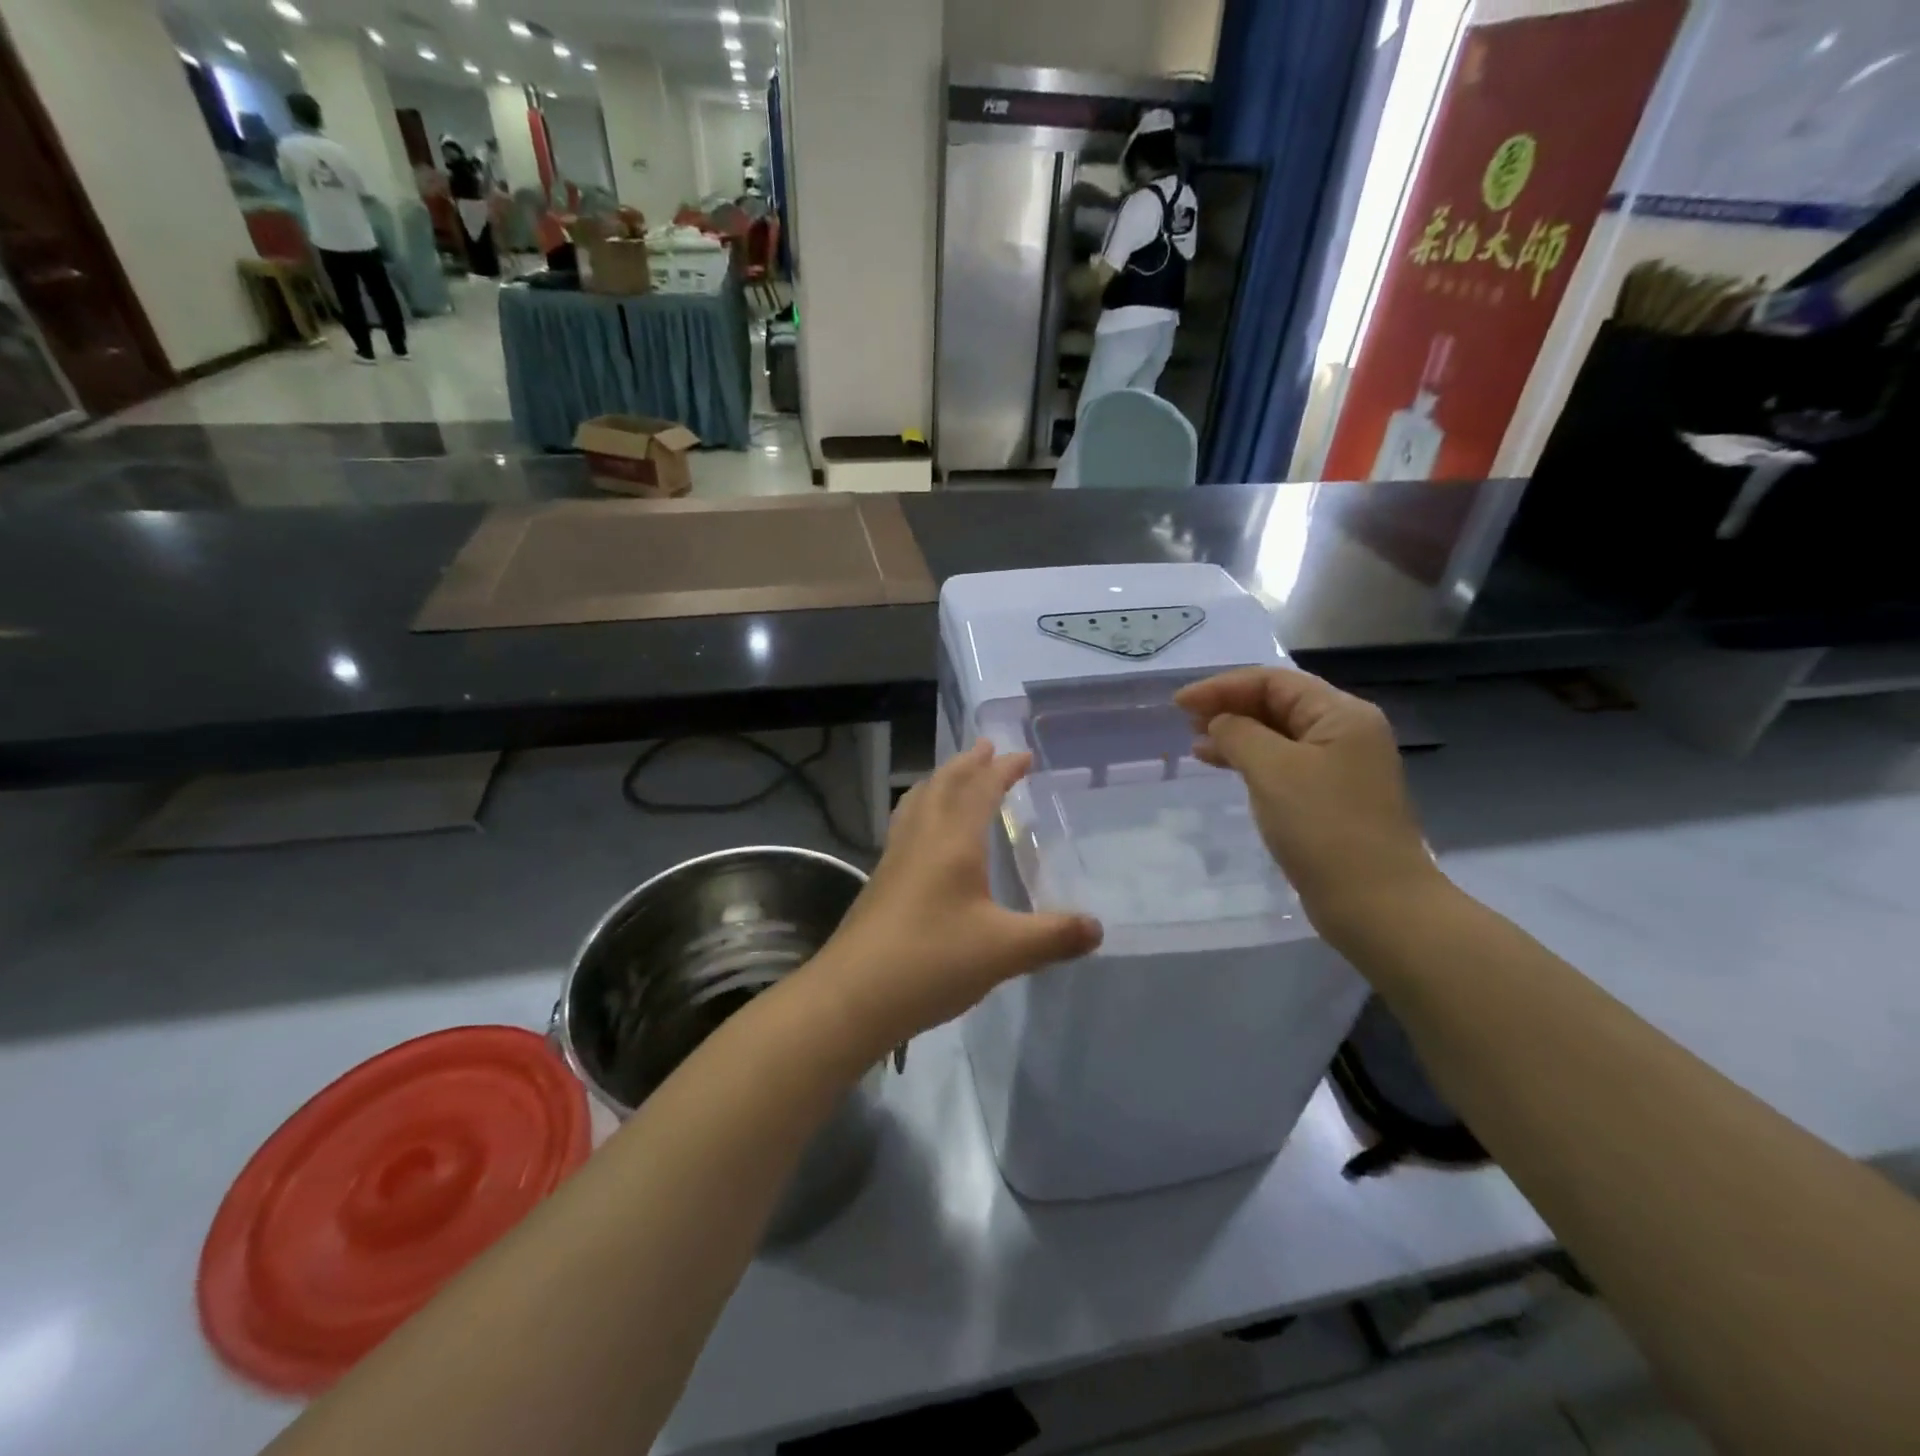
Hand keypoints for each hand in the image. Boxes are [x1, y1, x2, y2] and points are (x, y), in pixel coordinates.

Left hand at [810, 740, 1103, 1048]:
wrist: (852, 996)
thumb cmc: (931, 961)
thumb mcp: (1004, 951)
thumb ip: (1053, 936)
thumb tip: (1097, 928)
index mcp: (952, 842)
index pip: (979, 790)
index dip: (1002, 770)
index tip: (1023, 756)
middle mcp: (921, 840)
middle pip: (943, 786)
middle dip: (968, 764)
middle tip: (986, 747)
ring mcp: (894, 859)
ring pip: (918, 803)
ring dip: (940, 782)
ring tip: (952, 776)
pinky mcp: (880, 883)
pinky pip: (905, 827)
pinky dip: (922, 811)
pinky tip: (924, 836)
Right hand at [1174, 668, 1442, 937]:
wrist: (1375, 903)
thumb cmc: (1324, 827)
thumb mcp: (1273, 770)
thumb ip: (1239, 734)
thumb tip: (1219, 723)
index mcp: (1341, 714)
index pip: (1273, 681)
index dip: (1222, 687)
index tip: (1179, 705)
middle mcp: (1345, 732)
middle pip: (1277, 703)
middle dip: (1229, 707)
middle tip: (1186, 723)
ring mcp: (1340, 766)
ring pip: (1277, 735)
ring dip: (1236, 735)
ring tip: (1197, 745)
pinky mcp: (1330, 797)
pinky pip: (1283, 764)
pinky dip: (1251, 761)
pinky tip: (1224, 768)